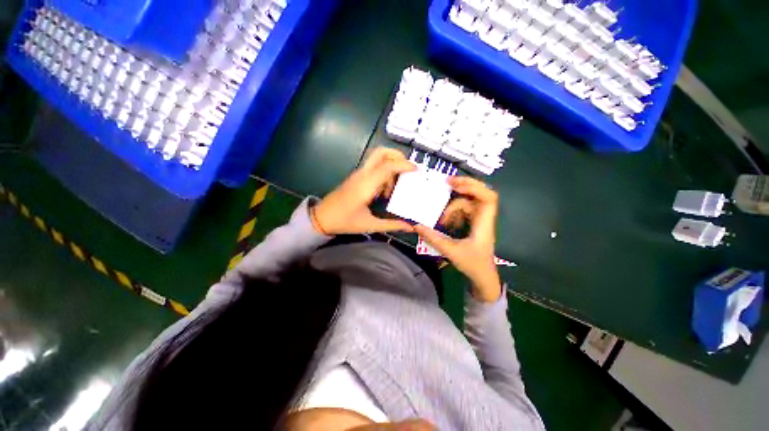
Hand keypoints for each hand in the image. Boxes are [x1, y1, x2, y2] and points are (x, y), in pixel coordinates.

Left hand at [312, 148, 416, 234]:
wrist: (322, 218)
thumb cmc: (345, 222)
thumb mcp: (370, 225)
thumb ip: (392, 225)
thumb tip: (410, 226)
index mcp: (366, 185)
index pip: (387, 166)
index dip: (404, 165)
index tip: (417, 171)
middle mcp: (362, 175)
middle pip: (381, 152)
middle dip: (397, 156)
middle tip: (408, 170)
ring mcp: (358, 174)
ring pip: (378, 159)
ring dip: (391, 168)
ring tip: (395, 189)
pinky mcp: (356, 177)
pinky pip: (373, 168)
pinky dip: (384, 173)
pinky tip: (384, 191)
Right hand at [413, 177, 501, 302]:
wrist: (483, 277)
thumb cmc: (472, 265)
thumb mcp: (451, 251)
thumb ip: (433, 238)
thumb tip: (416, 225)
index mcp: (483, 224)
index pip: (488, 198)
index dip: (474, 188)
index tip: (456, 186)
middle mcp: (483, 218)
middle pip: (479, 194)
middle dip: (464, 185)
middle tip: (447, 182)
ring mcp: (478, 220)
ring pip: (468, 202)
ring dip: (453, 206)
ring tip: (441, 218)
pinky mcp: (473, 223)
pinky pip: (463, 211)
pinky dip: (453, 213)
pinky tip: (444, 222)